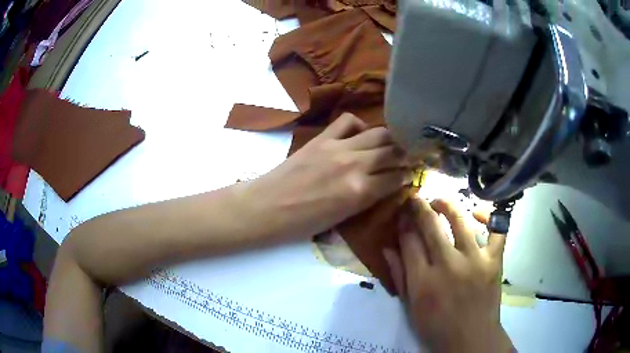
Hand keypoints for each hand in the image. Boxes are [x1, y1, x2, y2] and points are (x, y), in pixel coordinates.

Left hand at [242, 113, 412, 239]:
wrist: (266, 207)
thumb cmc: (302, 223)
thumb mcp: (342, 219)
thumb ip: (367, 199)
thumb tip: (387, 184)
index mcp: (360, 192)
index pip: (398, 177)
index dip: (410, 175)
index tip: (415, 173)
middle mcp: (355, 165)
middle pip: (394, 150)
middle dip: (408, 153)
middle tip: (412, 155)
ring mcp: (338, 148)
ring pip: (378, 133)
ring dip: (391, 139)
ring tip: (393, 144)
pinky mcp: (322, 138)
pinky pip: (348, 121)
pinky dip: (360, 125)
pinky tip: (360, 136)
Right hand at [384, 198, 513, 352]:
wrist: (470, 339)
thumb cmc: (436, 327)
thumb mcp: (410, 307)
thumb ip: (399, 277)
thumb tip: (387, 248)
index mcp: (423, 280)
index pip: (409, 241)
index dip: (404, 224)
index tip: (402, 215)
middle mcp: (448, 265)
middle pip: (431, 225)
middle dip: (420, 207)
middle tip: (416, 199)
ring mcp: (475, 260)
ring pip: (461, 221)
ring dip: (448, 205)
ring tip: (440, 202)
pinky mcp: (494, 261)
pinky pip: (496, 231)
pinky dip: (490, 217)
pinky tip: (478, 213)